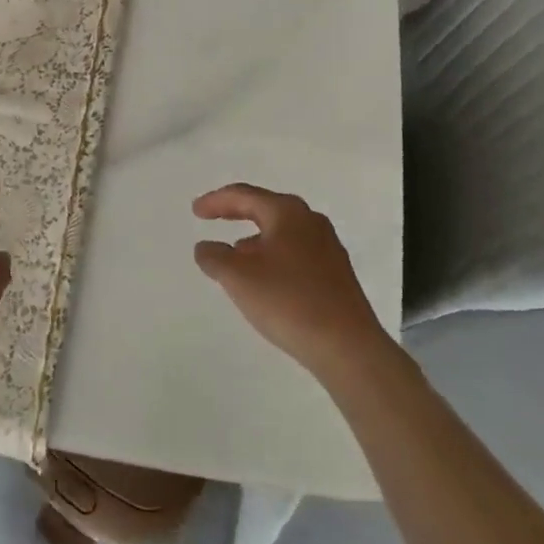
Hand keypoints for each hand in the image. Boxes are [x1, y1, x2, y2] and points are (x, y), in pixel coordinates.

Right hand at [193, 183, 388, 380]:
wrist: (348, 348)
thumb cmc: (288, 301)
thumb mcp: (237, 277)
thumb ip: (214, 257)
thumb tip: (206, 247)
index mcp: (287, 213)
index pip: (244, 195)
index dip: (216, 201)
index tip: (195, 211)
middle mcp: (310, 222)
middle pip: (266, 208)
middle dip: (237, 213)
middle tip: (213, 218)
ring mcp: (328, 248)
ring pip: (282, 232)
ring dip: (255, 238)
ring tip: (235, 253)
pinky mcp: (336, 274)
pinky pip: (296, 253)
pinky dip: (273, 256)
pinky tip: (265, 278)